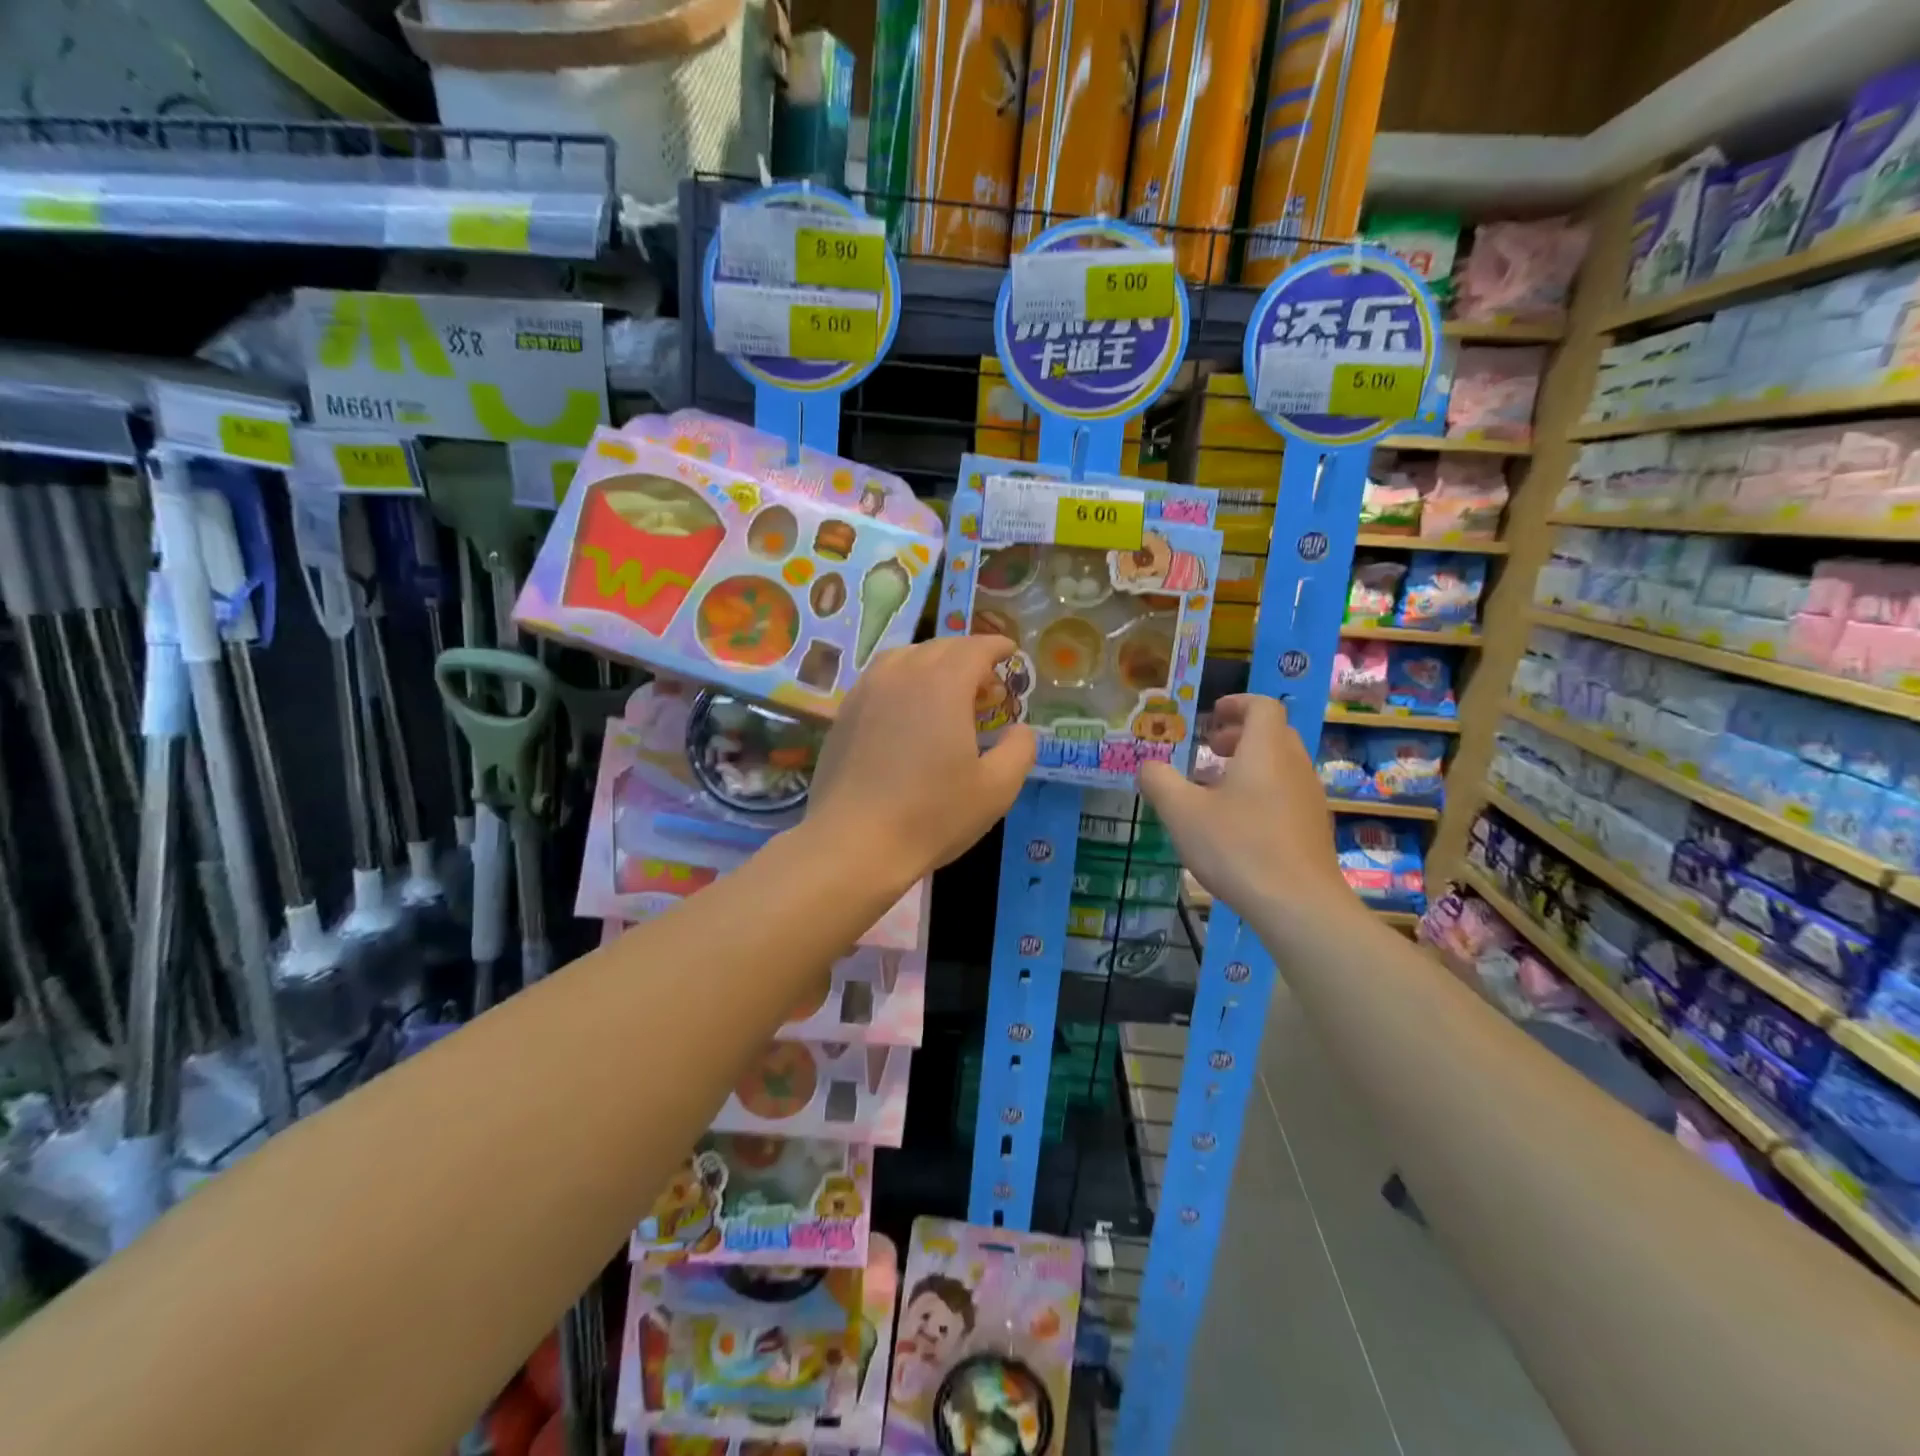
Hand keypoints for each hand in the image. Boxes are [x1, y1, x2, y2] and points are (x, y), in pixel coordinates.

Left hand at [806, 635, 1035, 877]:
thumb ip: (1019, 750)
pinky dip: (902, 679)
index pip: (974, 648)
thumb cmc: (932, 816)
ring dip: (932, 663)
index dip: (997, 646)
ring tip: (946, 690)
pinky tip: (907, 709)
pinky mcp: (844, 713)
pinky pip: (880, 678)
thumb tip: (1021, 729)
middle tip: (986, 685)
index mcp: (943, 685)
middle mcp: (902, 675)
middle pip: (940, 647)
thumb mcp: (996, 789)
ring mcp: (867, 691)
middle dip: (968, 656)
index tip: (1011, 652)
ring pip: (905, 657)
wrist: (854, 843)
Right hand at [1138, 695, 1356, 932]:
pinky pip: (1287, 794)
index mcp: (1266, 750)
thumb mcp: (1182, 812)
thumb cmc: (1237, 847)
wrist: (1298, 905)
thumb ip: (1160, 782)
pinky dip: (1261, 792)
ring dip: (1249, 766)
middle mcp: (1295, 766)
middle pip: (1273, 734)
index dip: (1237, 704)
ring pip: (1280, 766)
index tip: (1212, 714)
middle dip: (1239, 735)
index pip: (1263, 707)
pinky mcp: (1314, 828)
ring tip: (1215, 790)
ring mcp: (1310, 798)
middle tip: (1207, 750)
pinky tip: (1237, 825)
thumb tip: (1147, 766)